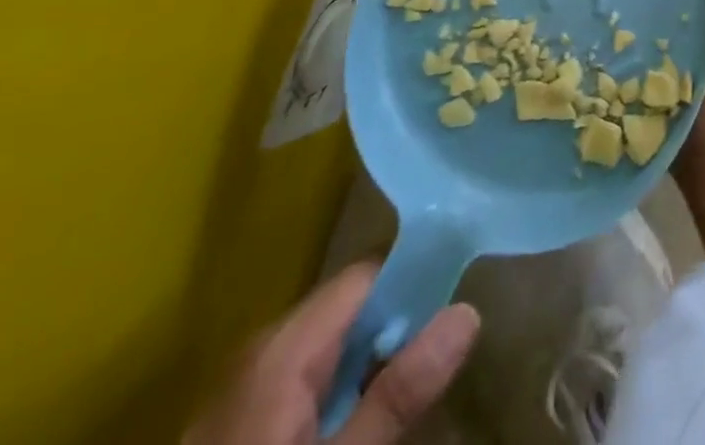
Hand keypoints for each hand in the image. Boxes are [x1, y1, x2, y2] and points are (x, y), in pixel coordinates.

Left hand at [185, 264, 479, 444]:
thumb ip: (400, 393)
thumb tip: (469, 310)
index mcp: (281, 346)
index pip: (366, 275)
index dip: (415, 278)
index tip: (458, 296)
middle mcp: (259, 352)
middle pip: (347, 311)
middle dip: (395, 330)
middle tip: (438, 360)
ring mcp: (239, 393)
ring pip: (325, 350)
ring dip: (367, 366)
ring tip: (404, 395)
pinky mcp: (234, 430)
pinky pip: (299, 385)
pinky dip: (334, 395)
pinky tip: (354, 428)